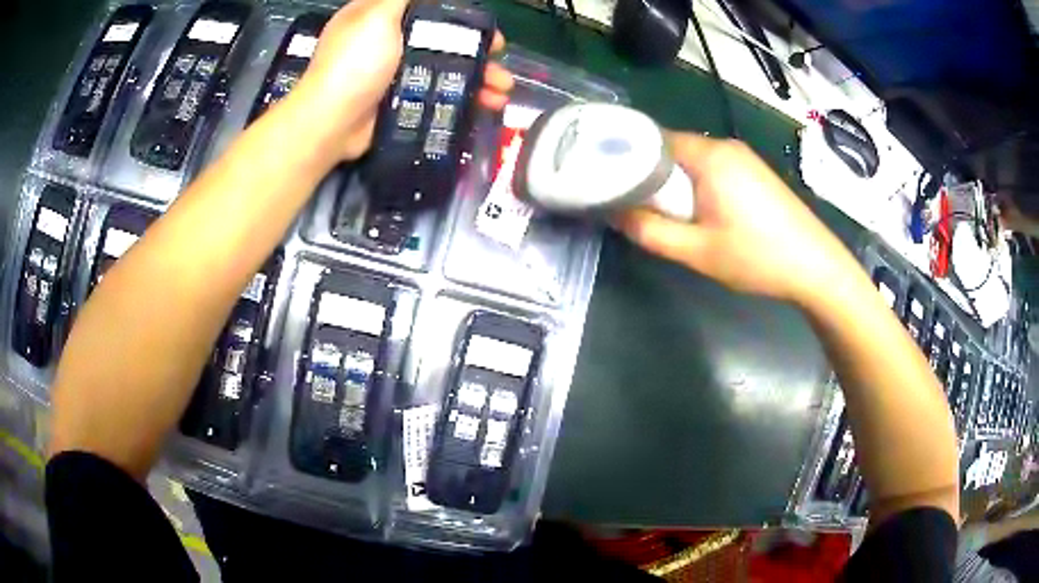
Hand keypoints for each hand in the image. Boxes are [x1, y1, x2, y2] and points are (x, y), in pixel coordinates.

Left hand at [287, 0, 512, 161]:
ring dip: (479, 77)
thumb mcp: (377, 16)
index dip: (459, 15)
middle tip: (500, 57)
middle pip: (442, 39)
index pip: (429, 9)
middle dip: (477, 48)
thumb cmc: (353, 63)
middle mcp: (389, 43)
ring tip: (502, 91)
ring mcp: (394, 74)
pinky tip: (486, 106)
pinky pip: (439, 95)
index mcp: (381, 18)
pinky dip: (463, 99)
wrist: (330, 123)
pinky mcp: (400, 102)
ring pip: (445, 69)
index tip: (484, 24)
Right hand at [613, 132, 855, 305]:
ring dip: (675, 184)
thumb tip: (614, 214)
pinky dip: (697, 186)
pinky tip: (699, 214)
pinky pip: (713, 170)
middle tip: (634, 206)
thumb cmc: (757, 257)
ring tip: (664, 214)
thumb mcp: (698, 252)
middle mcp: (725, 146)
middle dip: (650, 175)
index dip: (627, 158)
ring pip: (692, 161)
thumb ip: (650, 232)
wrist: (816, 267)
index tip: (608, 181)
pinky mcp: (755, 173)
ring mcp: (744, 158)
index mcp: (710, 155)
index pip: (653, 139)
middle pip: (672, 149)